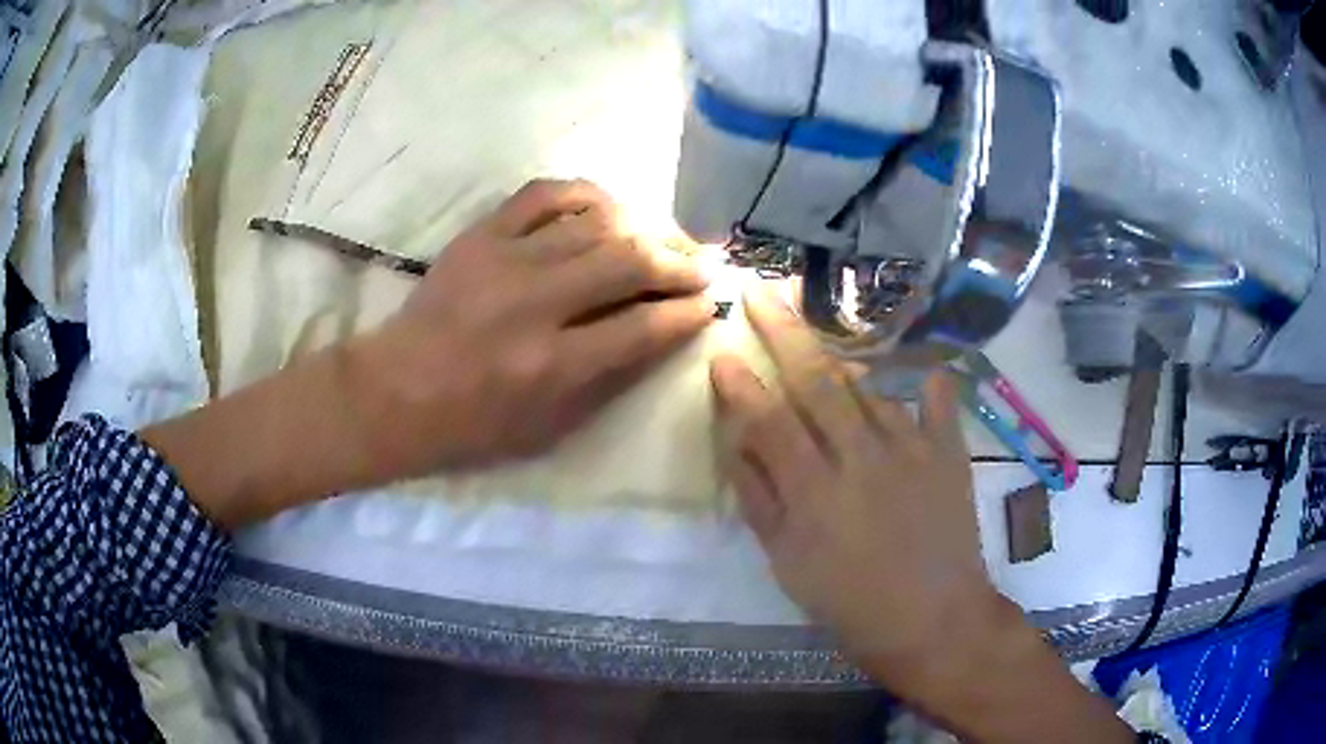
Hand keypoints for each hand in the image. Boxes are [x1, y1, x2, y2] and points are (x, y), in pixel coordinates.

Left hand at [348, 179, 712, 476]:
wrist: (397, 390)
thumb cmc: (473, 423)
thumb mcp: (547, 428)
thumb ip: (608, 380)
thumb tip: (661, 332)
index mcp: (552, 365)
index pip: (642, 326)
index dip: (687, 312)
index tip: (709, 304)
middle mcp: (535, 304)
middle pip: (629, 261)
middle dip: (679, 262)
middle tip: (700, 266)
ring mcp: (505, 260)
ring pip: (596, 221)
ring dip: (644, 227)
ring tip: (662, 237)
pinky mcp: (481, 234)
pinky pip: (544, 193)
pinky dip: (585, 194)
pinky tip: (607, 208)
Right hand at [711, 292, 1132, 742]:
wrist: (932, 620)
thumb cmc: (850, 601)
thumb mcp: (788, 563)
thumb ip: (761, 500)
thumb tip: (736, 442)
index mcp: (814, 492)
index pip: (769, 420)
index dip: (741, 383)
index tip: (721, 348)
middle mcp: (861, 458)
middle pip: (818, 381)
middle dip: (784, 330)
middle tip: (760, 291)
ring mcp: (911, 449)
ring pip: (870, 385)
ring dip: (840, 356)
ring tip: (819, 335)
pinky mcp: (948, 453)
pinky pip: (939, 401)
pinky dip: (929, 380)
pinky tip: (923, 366)